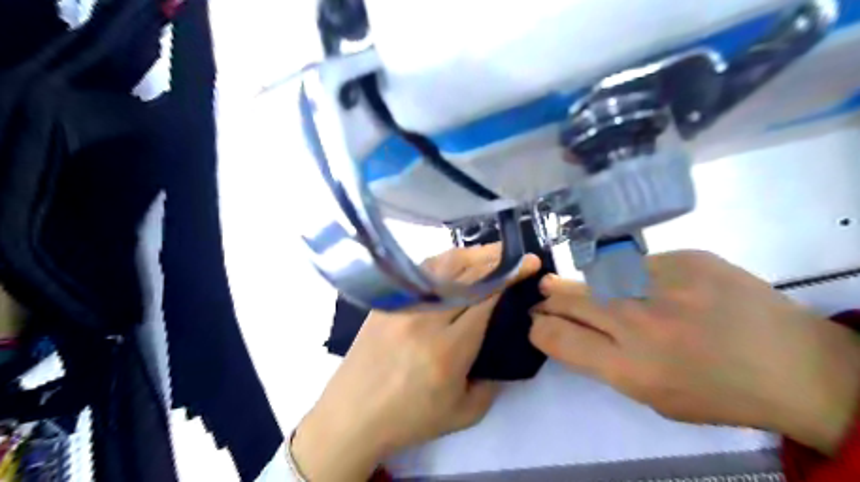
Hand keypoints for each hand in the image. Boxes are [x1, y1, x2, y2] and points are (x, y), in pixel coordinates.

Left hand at [295, 247, 535, 479]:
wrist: (353, 414)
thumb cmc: (410, 417)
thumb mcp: (464, 413)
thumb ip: (493, 382)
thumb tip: (504, 350)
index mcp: (449, 349)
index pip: (486, 298)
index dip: (511, 276)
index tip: (529, 264)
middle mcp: (427, 319)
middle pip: (468, 275)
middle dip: (498, 260)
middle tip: (517, 255)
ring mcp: (404, 305)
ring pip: (444, 266)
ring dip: (473, 255)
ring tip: (492, 253)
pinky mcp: (389, 300)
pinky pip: (421, 271)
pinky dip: (445, 261)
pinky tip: (456, 262)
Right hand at [528, 250, 859, 457]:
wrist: (795, 364)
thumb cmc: (717, 392)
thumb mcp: (651, 395)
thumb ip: (604, 362)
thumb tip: (570, 330)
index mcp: (628, 367)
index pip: (557, 338)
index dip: (538, 328)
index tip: (535, 322)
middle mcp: (637, 322)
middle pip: (569, 299)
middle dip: (548, 299)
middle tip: (543, 295)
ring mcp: (661, 284)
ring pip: (595, 275)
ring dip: (577, 283)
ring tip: (569, 283)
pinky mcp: (685, 258)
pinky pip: (636, 264)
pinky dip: (628, 274)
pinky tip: (643, 284)